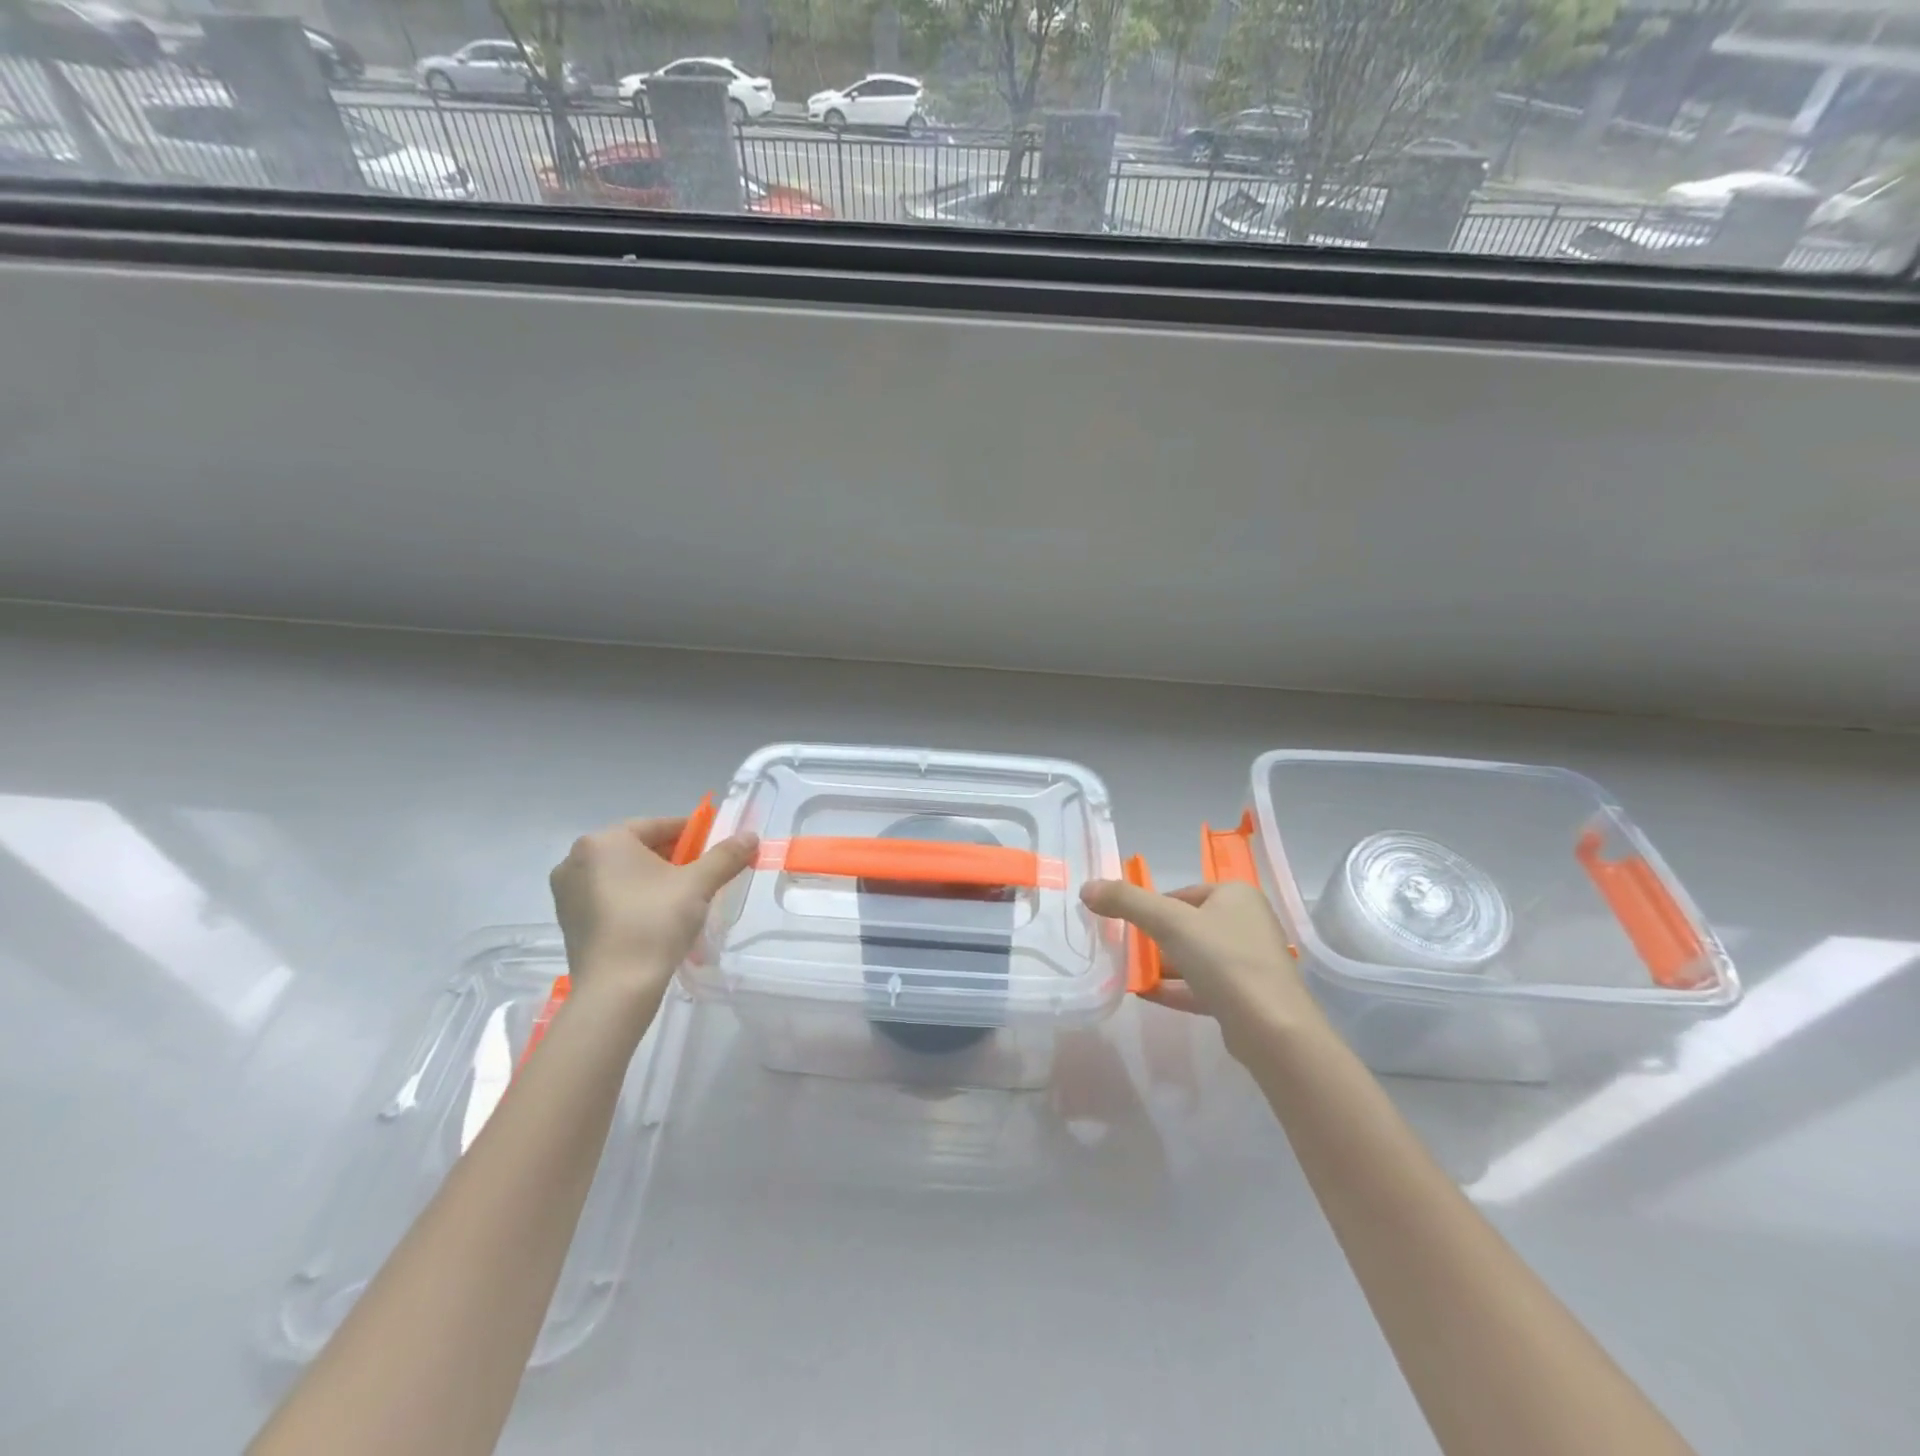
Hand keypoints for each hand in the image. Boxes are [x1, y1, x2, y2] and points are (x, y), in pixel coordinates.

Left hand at [549, 816, 758, 995]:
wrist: (616, 989)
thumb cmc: (655, 922)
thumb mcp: (699, 884)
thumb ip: (725, 855)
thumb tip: (751, 836)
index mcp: (605, 841)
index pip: (658, 825)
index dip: (693, 834)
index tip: (716, 847)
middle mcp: (577, 858)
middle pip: (638, 848)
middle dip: (673, 858)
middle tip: (703, 875)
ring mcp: (567, 891)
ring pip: (623, 873)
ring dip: (653, 879)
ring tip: (683, 899)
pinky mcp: (568, 919)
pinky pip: (608, 896)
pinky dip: (633, 898)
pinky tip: (655, 918)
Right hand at [1080, 878, 1325, 1063]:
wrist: (1272, 1029)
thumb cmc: (1224, 960)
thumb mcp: (1169, 922)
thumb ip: (1127, 901)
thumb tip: (1087, 887)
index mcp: (1236, 895)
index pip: (1182, 894)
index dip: (1151, 908)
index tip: (1126, 925)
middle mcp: (1247, 922)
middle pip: (1188, 925)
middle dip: (1155, 939)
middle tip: (1124, 951)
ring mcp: (1249, 962)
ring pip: (1195, 957)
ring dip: (1162, 965)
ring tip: (1129, 974)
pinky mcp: (1245, 997)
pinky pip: (1202, 986)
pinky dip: (1174, 988)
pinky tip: (1145, 995)